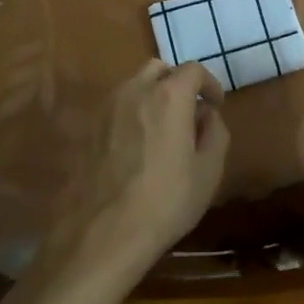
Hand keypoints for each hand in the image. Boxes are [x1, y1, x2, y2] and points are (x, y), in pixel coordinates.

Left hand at [53, 60, 229, 277]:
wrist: (101, 234)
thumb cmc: (165, 202)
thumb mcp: (208, 172)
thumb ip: (215, 133)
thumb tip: (207, 114)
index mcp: (169, 95)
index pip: (193, 70)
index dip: (209, 83)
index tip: (215, 104)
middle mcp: (134, 90)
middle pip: (159, 70)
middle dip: (177, 83)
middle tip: (188, 112)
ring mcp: (106, 107)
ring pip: (134, 86)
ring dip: (152, 97)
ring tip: (162, 131)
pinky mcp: (87, 128)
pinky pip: (115, 109)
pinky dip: (131, 116)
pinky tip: (135, 148)